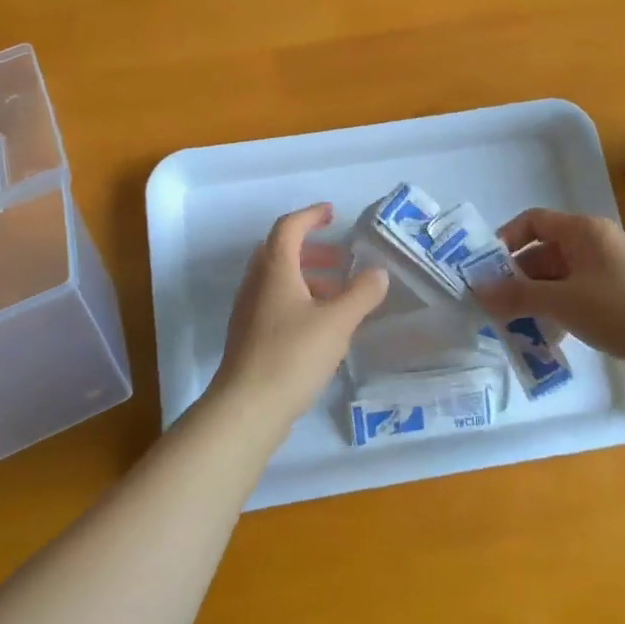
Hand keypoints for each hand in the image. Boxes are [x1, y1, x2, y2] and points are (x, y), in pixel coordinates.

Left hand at [209, 204, 388, 430]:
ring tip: (340, 294)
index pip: (289, 227)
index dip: (311, 215)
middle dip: (313, 249)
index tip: (333, 214)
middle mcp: (256, 284)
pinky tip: (322, 325)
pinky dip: (300, 300)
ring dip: (308, 277)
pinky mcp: (249, 337)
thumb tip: (378, 272)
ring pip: (278, 280)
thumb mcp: (337, 322)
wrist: (247, 408)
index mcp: (274, 270)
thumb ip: (361, 293)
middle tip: (342, 259)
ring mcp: (249, 312)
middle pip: (281, 252)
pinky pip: (276, 303)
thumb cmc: (292, 355)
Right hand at [473, 209, 624, 379]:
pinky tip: (547, 340)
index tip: (486, 269)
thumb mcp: (562, 302)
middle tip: (494, 307)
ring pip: (558, 280)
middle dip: (517, 279)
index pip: (534, 222)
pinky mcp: (617, 300)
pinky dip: (558, 314)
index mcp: (583, 232)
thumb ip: (516, 296)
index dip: (507, 240)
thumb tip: (476, 290)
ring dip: (535, 301)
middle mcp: (594, 245)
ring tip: (515, 328)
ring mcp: (607, 273)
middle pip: (543, 253)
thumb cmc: (621, 310)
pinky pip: (576, 299)